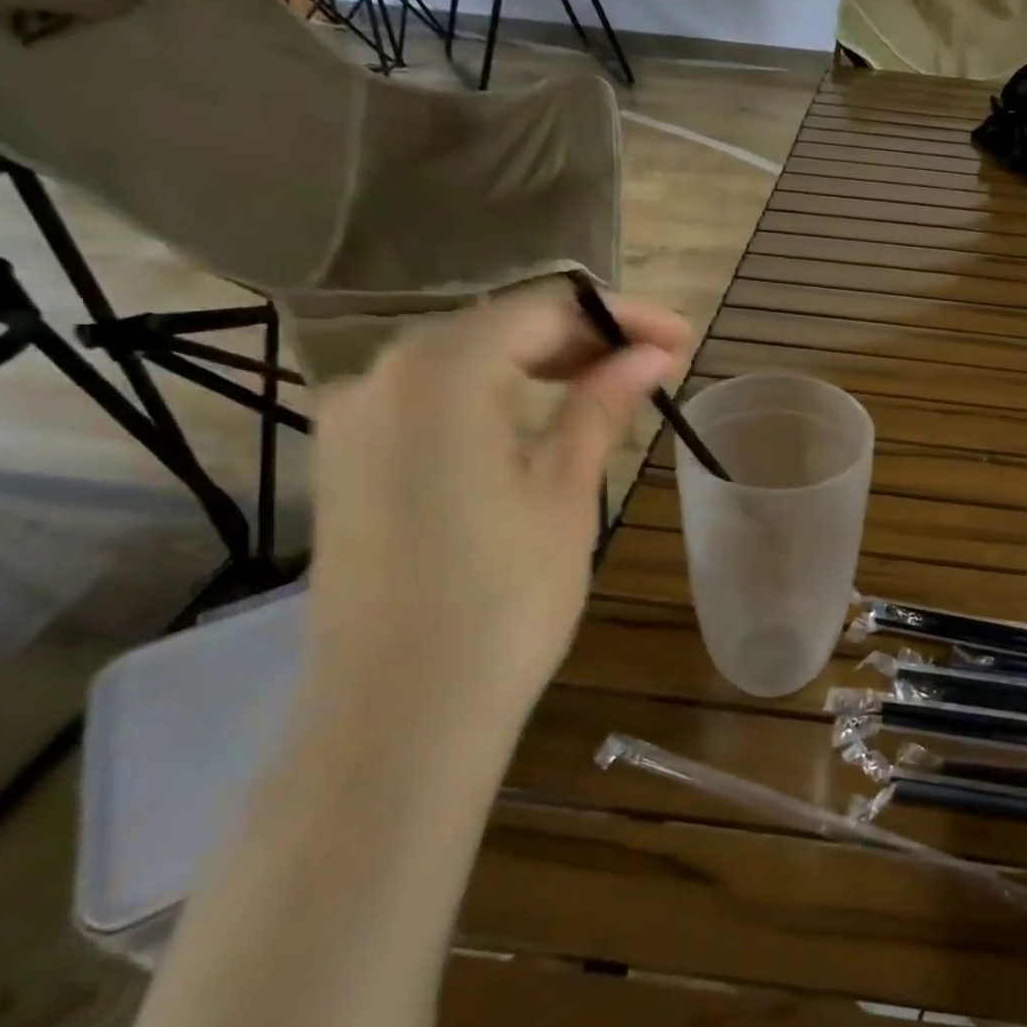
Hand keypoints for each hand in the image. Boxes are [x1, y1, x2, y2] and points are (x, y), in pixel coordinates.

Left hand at [306, 286, 690, 714]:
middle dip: (582, 337)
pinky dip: (494, 397)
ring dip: (540, 365)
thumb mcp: (565, 492)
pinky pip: (432, 401)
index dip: (620, 314)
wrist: (400, 718)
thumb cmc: (503, 602)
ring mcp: (352, 419)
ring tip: (609, 386)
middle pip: (499, 327)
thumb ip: (602, 405)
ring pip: (464, 361)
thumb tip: (651, 354)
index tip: (679, 337)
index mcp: (440, 372)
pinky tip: (537, 419)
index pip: (545, 309)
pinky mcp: (347, 461)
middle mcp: (379, 375)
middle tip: (654, 362)